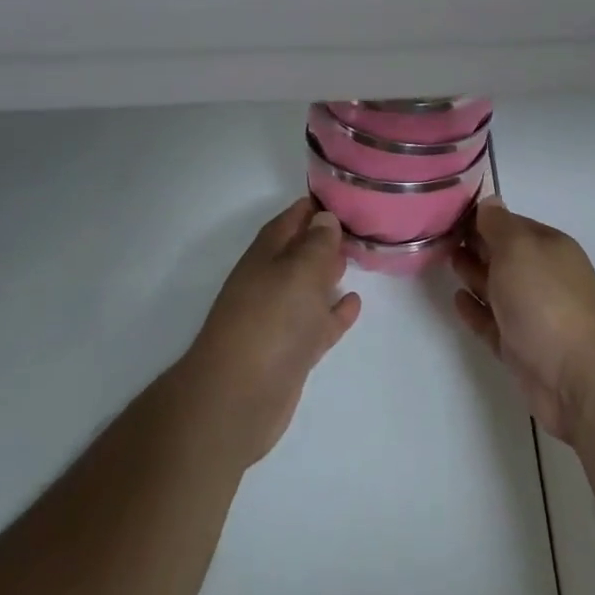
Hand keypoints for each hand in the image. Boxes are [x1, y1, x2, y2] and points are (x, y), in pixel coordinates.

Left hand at [178, 199, 361, 469]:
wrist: (237, 399)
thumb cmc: (270, 321)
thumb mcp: (299, 271)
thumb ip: (317, 243)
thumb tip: (324, 218)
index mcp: (267, 254)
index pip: (292, 218)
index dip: (316, 206)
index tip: (345, 195)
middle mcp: (271, 281)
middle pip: (300, 251)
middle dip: (325, 237)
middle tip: (358, 224)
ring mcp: (280, 318)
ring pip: (309, 286)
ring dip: (329, 272)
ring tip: (357, 256)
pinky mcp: (291, 351)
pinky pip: (318, 322)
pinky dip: (335, 312)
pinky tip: (354, 303)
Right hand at [452, 199, 594, 443]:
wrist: (580, 378)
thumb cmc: (547, 300)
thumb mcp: (519, 248)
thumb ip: (498, 225)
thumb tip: (489, 202)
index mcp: (548, 247)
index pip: (510, 224)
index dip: (481, 218)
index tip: (449, 213)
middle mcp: (541, 277)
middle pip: (503, 255)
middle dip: (476, 244)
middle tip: (441, 235)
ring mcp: (532, 315)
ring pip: (497, 288)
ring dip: (473, 274)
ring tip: (446, 261)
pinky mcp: (520, 349)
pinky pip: (492, 323)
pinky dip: (475, 310)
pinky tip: (457, 300)